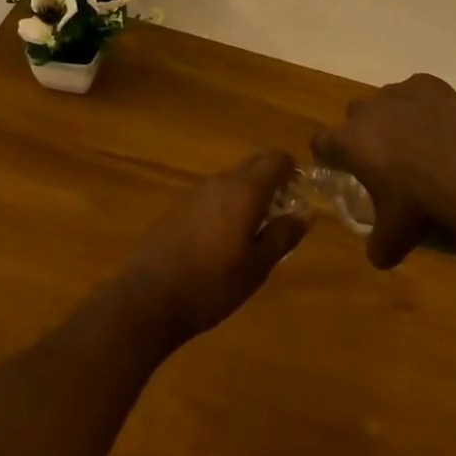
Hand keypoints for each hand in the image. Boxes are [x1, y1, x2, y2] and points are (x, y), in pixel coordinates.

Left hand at [117, 151, 309, 347]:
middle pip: (254, 165)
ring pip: (233, 180)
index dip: (292, 169)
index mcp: (245, 190)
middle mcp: (222, 181)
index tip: (299, 192)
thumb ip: (283, 236)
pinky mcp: (179, 205)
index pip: (276, 159)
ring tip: (254, 230)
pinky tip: (223, 238)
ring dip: (248, 194)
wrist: (149, 296)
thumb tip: (306, 213)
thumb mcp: (257, 267)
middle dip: (271, 180)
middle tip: (281, 212)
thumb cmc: (211, 284)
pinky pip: (213, 194)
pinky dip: (226, 205)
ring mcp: (197, 191)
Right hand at [314, 73, 455, 268]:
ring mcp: (400, 92)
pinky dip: (424, 106)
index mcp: (350, 141)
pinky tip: (442, 128)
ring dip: (395, 118)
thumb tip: (377, 253)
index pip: (322, 142)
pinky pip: (418, 92)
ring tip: (420, 145)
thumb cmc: (422, 207)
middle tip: (385, 161)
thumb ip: (376, 245)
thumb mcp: (393, 240)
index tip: (339, 168)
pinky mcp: (430, 84)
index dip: (329, 156)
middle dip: (365, 134)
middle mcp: (368, 109)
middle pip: (355, 116)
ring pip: (387, 102)